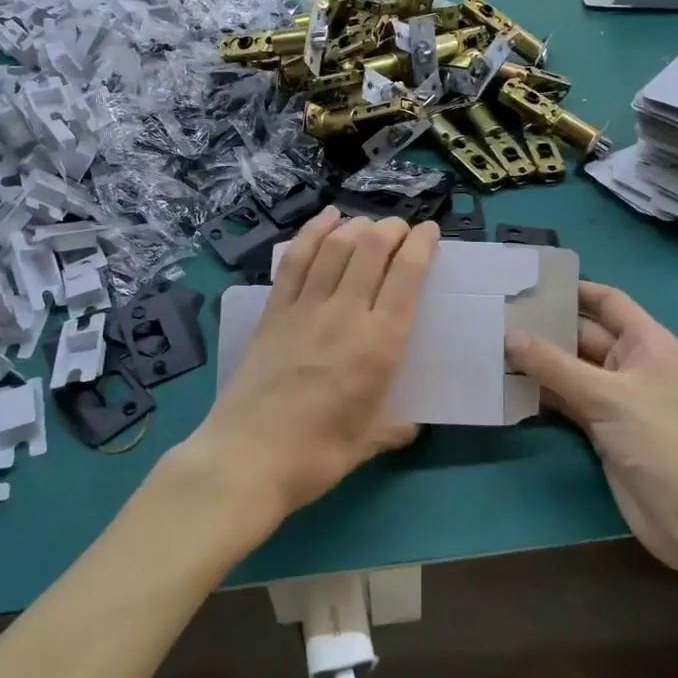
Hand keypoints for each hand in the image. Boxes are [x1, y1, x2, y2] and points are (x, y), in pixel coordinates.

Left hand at [180, 208, 437, 530]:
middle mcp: (345, 314)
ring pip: (335, 248)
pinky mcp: (273, 311)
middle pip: (371, 250)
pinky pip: (295, 260)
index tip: (430, 232)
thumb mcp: (366, 443)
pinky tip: (326, 218)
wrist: (247, 458)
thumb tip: (409, 425)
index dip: (421, 245)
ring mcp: (305, 308)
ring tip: (369, 224)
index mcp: (379, 344)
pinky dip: (312, 233)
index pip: (406, 276)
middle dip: (391, 229)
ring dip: (357, 227)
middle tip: (401, 229)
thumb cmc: (316, 456)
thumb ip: (393, 427)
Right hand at [505, 283, 677, 572]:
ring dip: (539, 360)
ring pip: (570, 366)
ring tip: (494, 344)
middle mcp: (630, 362)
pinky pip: (566, 396)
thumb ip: (553, 365)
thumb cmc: (656, 440)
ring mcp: (614, 394)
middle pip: (583, 333)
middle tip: (499, 315)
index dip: (575, 289)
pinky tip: (509, 383)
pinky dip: (542, 390)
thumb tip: (508, 336)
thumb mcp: (604, 396)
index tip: (533, 282)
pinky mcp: (600, 423)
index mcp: (646, 343)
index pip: (608, 301)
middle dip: (546, 326)